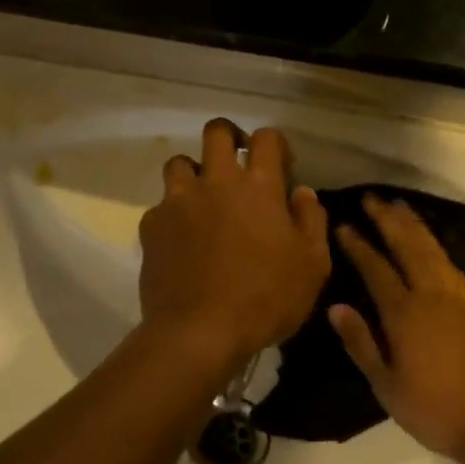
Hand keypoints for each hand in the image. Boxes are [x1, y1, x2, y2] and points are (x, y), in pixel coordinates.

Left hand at [138, 120, 329, 367]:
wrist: (199, 332)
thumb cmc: (266, 298)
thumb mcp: (312, 264)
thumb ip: (311, 220)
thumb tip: (302, 192)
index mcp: (258, 186)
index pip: (266, 138)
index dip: (275, 144)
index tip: (281, 167)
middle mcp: (215, 181)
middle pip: (216, 131)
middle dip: (229, 137)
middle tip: (238, 163)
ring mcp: (178, 201)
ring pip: (179, 163)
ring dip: (194, 173)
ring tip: (204, 200)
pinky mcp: (151, 225)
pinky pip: (162, 206)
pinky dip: (174, 214)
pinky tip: (182, 241)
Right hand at [328, 196, 464, 463]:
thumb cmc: (435, 410)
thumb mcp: (387, 386)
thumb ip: (361, 343)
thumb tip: (336, 306)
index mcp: (405, 314)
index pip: (376, 268)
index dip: (358, 245)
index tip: (344, 225)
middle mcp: (433, 295)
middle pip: (408, 246)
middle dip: (388, 219)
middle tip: (371, 198)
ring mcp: (459, 298)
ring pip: (433, 249)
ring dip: (414, 225)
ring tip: (399, 206)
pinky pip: (451, 262)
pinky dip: (436, 243)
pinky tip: (430, 242)